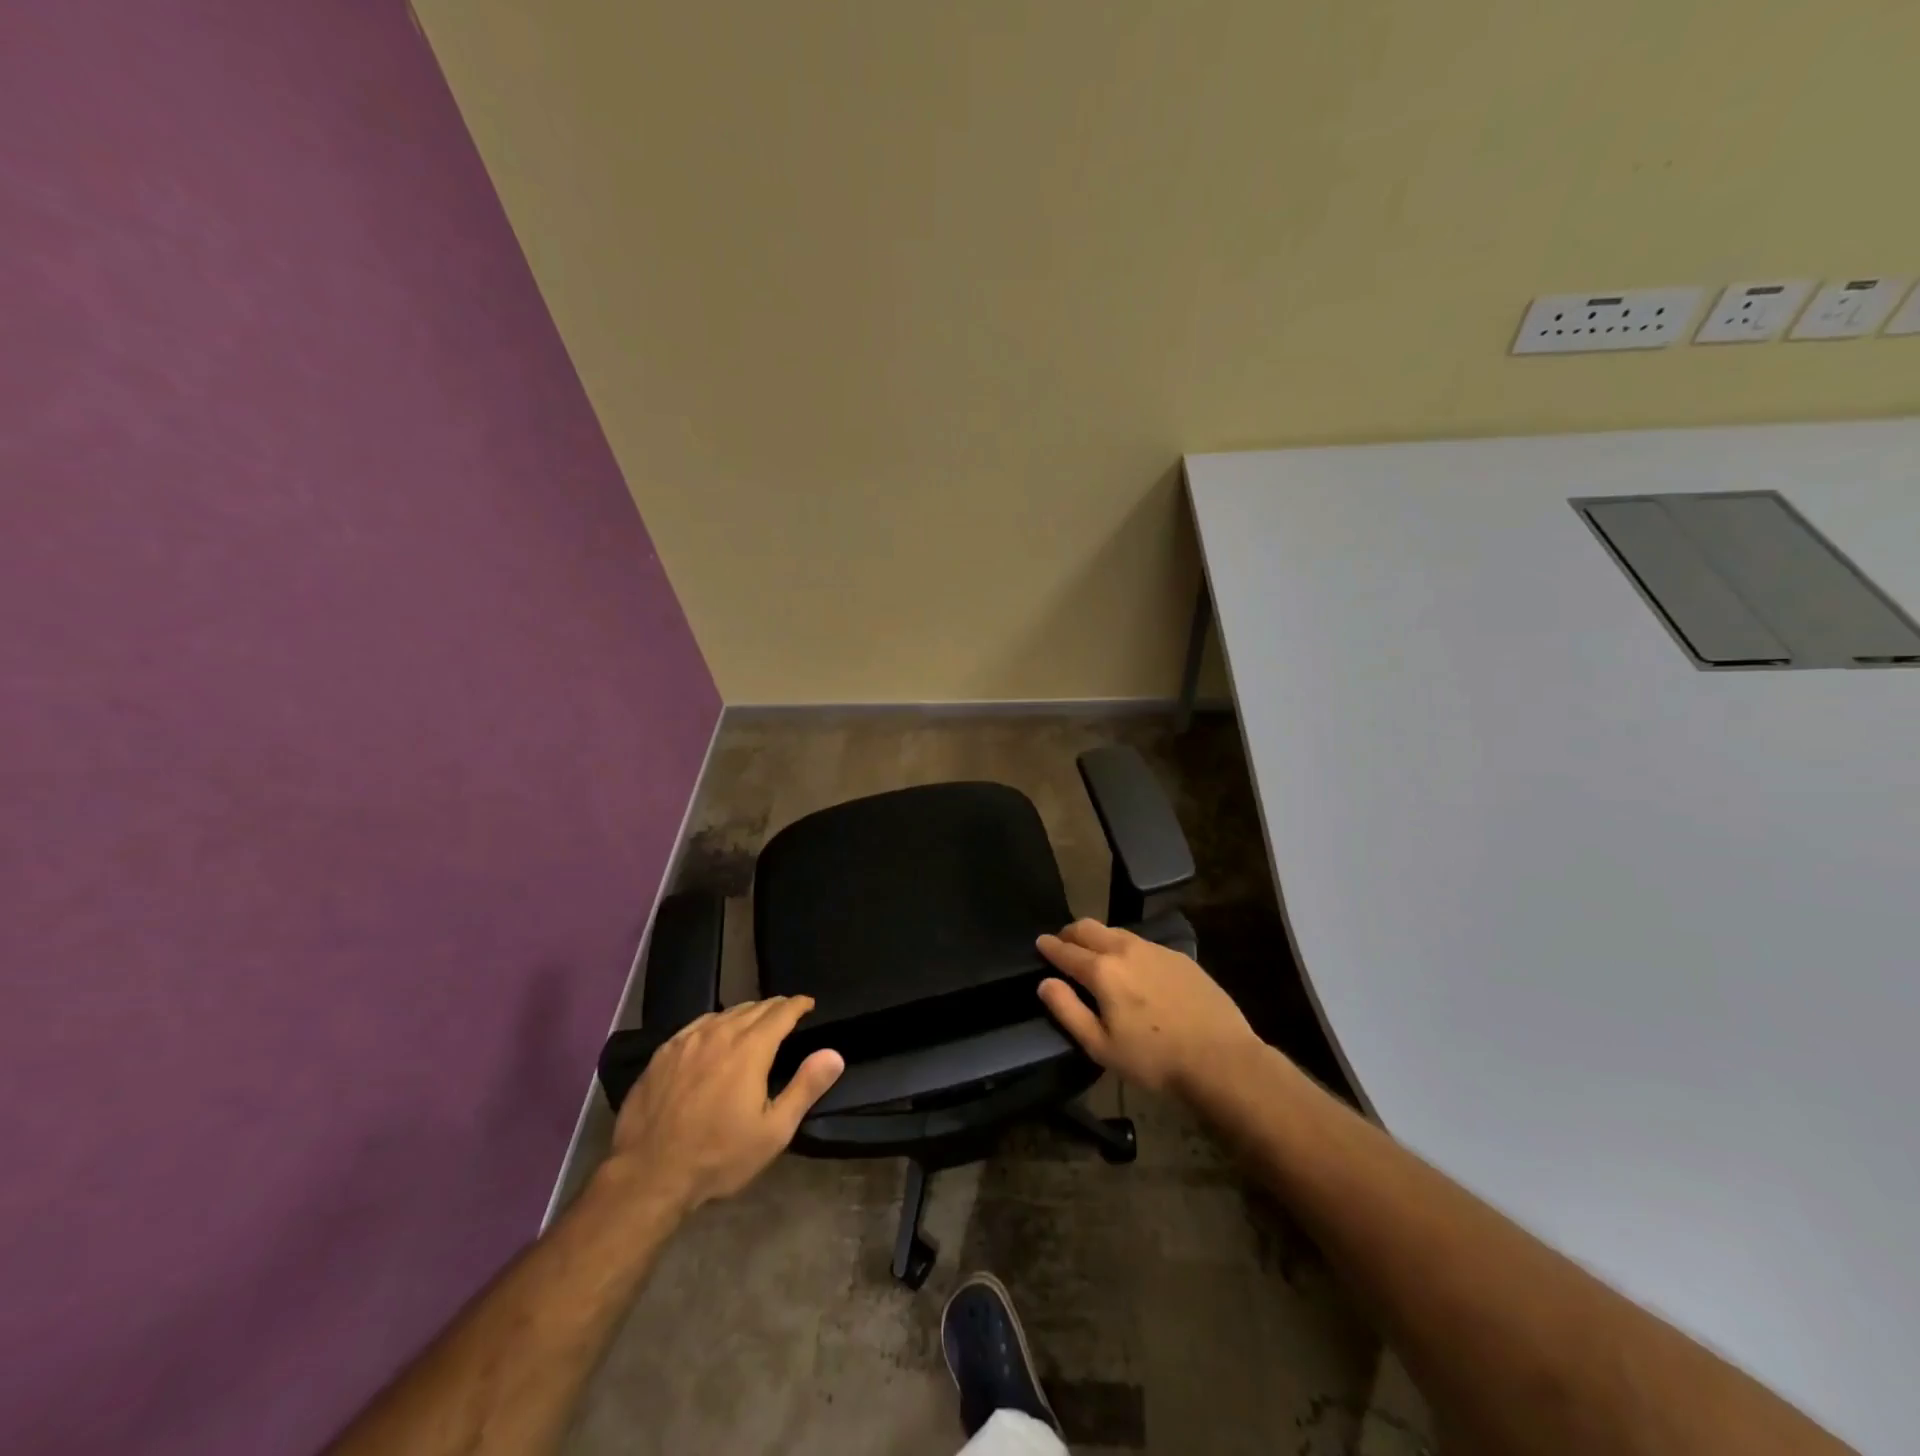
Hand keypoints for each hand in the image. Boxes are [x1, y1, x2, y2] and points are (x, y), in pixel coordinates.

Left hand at [608, 997, 843, 1214]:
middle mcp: (719, 1034)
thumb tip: (834, 1053)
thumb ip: (805, 1087)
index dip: (798, 1004)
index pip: (781, 1012)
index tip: (808, 1003)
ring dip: (745, 1013)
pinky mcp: (663, 1053)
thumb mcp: (773, 1131)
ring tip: (755, 1021)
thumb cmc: (718, 1156)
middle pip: (753, 1008)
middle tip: (786, 1013)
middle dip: (774, 1007)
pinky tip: (714, 1034)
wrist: (648, 1176)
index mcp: (750, 1049)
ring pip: (724, 1013)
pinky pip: (696, 1025)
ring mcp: (687, 1041)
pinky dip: (715, 1023)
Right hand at [1037, 919, 1257, 1095]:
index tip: (1040, 942)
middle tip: (1063, 943)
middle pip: (1089, 928)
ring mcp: (1155, 949)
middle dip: (1071, 933)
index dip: (1049, 946)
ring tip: (1095, 953)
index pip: (1066, 950)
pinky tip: (1133, 966)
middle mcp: (1125, 949)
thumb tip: (1044, 983)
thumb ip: (1067, 1010)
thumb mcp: (1101, 1046)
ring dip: (1099, 937)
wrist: (1220, 1058)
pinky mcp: (1178, 956)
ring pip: (1116, 932)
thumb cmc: (1154, 1059)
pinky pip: (1142, 943)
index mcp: (1102, 971)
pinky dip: (1126, 947)